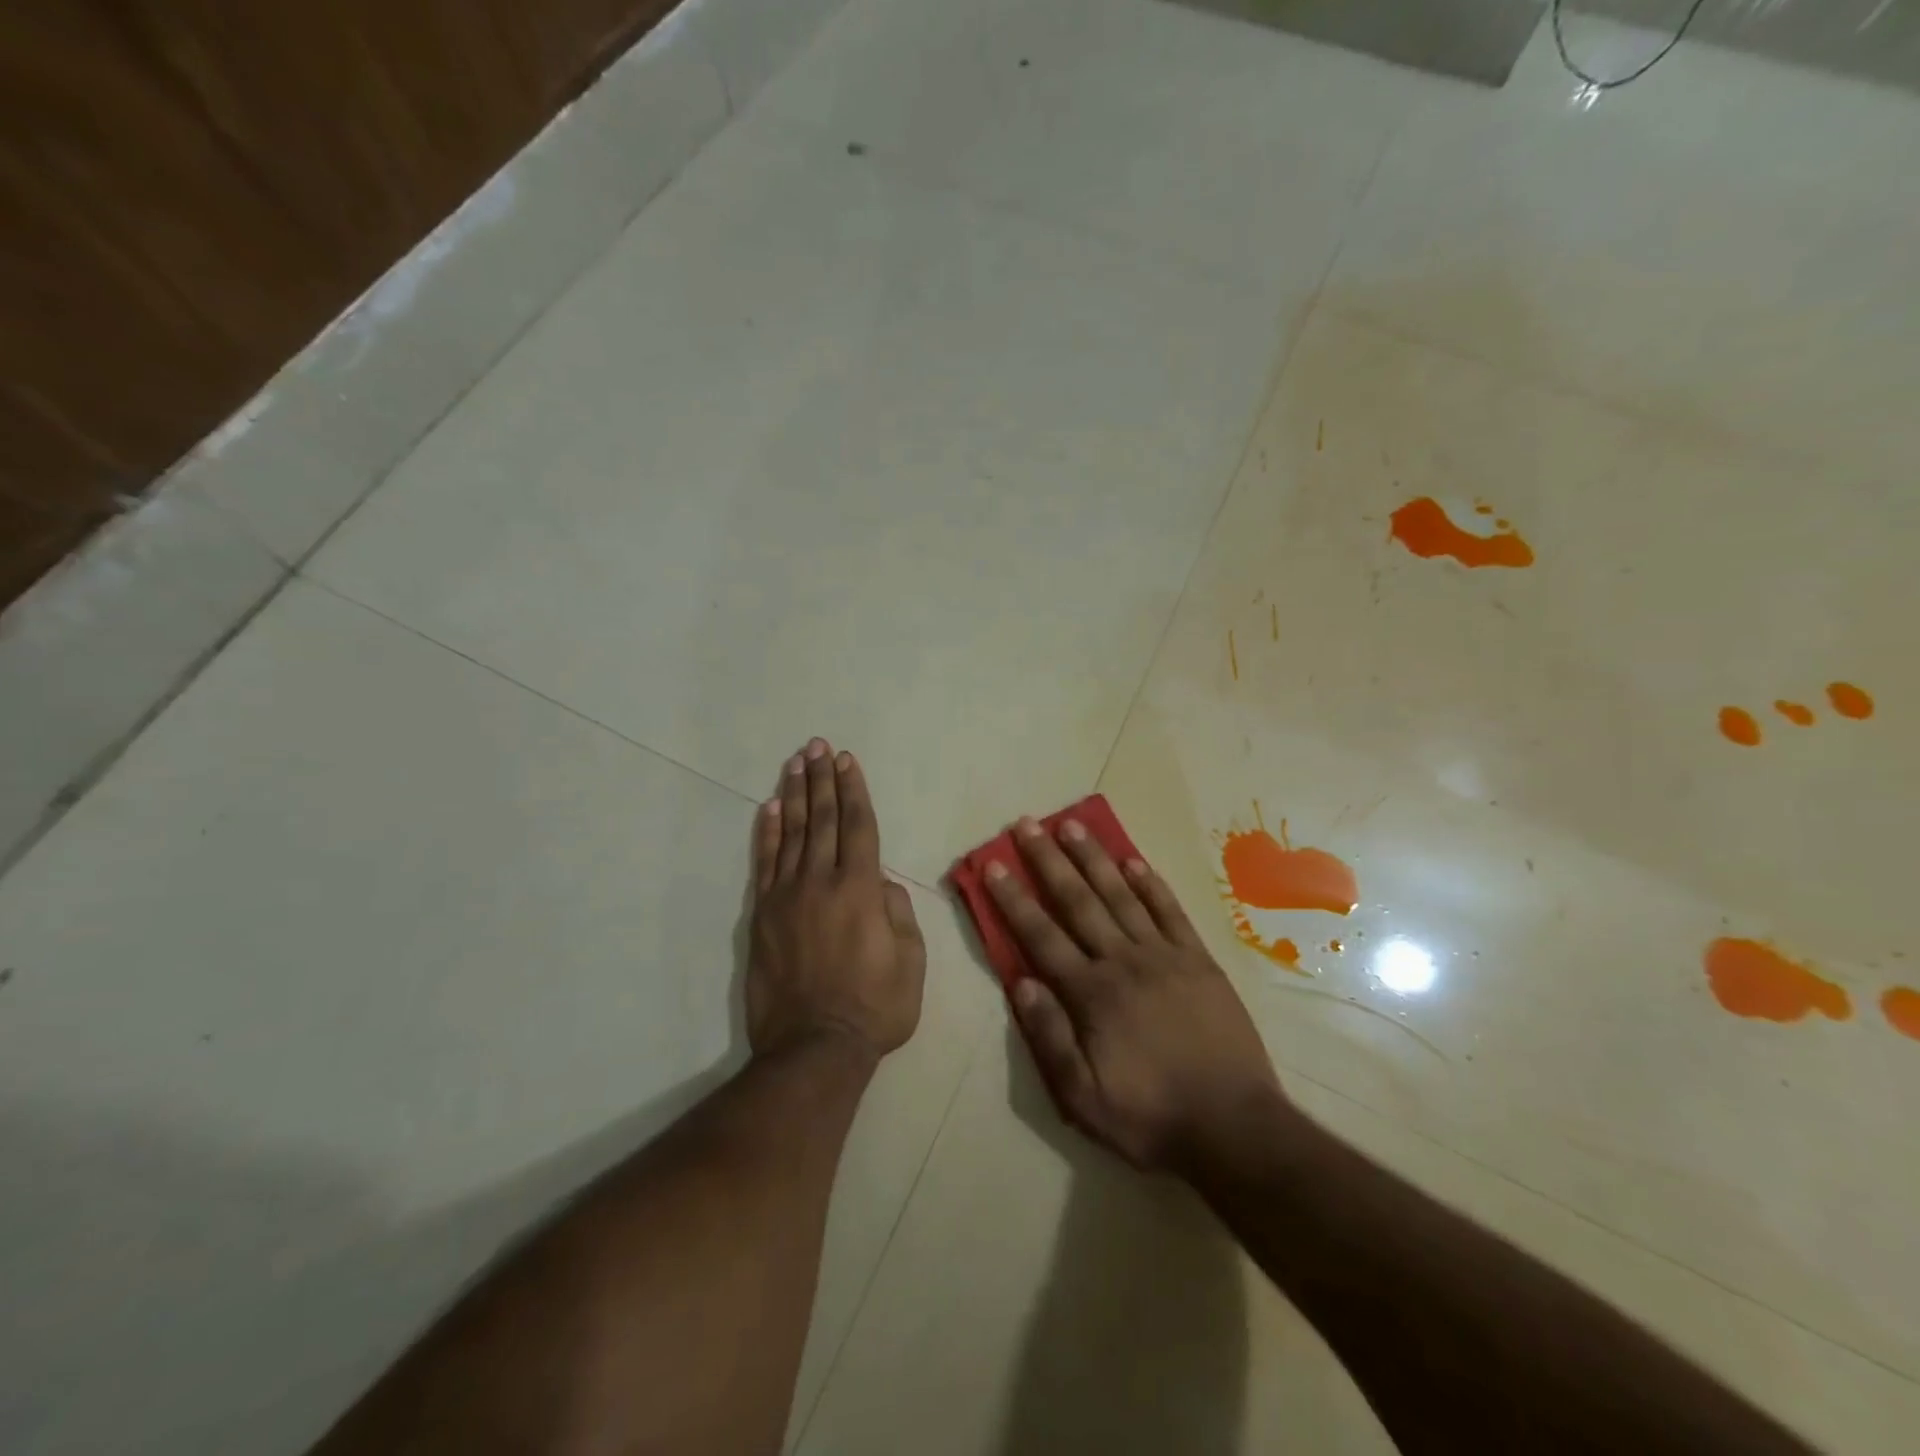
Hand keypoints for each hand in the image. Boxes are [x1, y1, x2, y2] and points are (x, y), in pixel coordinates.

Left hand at [748, 739, 924, 1064]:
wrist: (812, 1048)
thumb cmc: (874, 1008)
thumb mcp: (910, 962)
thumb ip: (898, 913)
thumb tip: (881, 883)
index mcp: (861, 889)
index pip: (858, 825)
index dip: (852, 790)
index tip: (846, 760)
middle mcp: (821, 882)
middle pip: (822, 819)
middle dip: (821, 779)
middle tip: (817, 746)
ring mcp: (786, 896)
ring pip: (790, 833)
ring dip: (793, 794)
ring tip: (794, 762)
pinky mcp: (762, 915)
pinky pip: (764, 863)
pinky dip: (766, 833)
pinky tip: (768, 808)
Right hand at [987, 816, 1286, 1172]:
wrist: (1234, 1127)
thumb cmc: (1151, 1116)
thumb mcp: (1084, 1098)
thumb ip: (1051, 1038)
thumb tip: (1021, 983)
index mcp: (1092, 994)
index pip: (1041, 935)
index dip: (1014, 898)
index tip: (994, 863)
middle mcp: (1124, 961)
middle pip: (1078, 901)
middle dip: (1048, 860)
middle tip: (1026, 825)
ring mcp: (1165, 956)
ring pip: (1121, 895)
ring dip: (1093, 858)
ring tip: (1071, 825)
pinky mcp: (1199, 960)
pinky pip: (1169, 911)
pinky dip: (1150, 883)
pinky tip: (1132, 860)